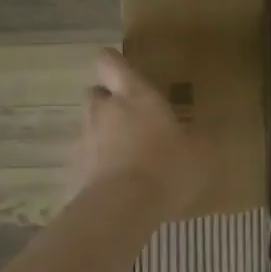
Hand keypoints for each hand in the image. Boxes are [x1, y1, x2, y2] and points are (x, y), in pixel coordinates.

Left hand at [67, 49, 204, 219]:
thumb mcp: (199, 154)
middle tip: (133, 122)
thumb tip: (198, 135)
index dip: (115, 65)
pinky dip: (96, 169)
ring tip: (127, 162)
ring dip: (104, 138)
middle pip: (97, 94)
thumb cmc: (166, 169)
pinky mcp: (71, 170)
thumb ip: (196, 139)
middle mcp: (103, 110)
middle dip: (110, 103)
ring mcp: (83, 140)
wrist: (121, 209)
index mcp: (135, 96)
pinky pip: (84, 162)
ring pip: (90, 129)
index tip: (125, 74)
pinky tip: (115, 188)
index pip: (111, 62)